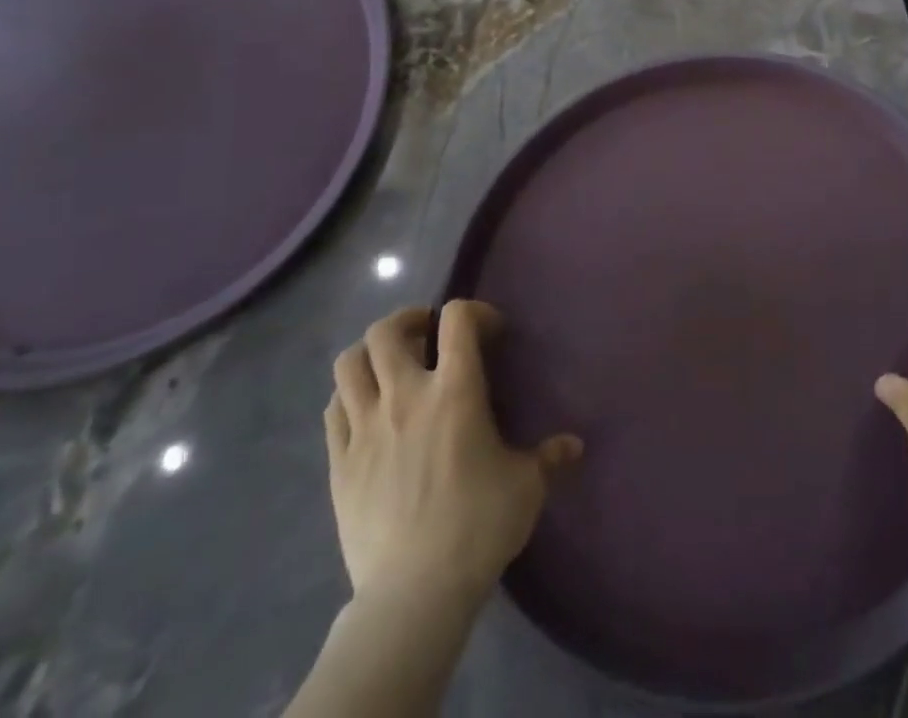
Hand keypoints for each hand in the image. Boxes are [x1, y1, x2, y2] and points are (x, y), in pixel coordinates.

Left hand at [325, 301, 582, 607]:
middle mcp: (405, 396)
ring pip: (349, 363)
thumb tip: (575, 446)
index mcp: (455, 390)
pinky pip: (332, 409)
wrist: (413, 595)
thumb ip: (550, 457)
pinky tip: (366, 409)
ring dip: (369, 353)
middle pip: (386, 331)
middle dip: (408, 321)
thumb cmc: (477, 527)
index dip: (474, 311)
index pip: (457, 318)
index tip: (489, 333)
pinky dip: (348, 396)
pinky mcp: (338, 463)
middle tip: (427, 335)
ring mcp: (364, 428)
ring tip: (390, 365)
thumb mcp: (527, 487)